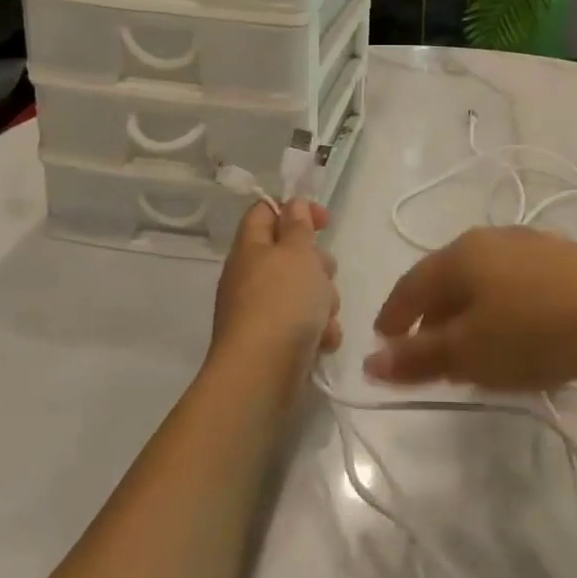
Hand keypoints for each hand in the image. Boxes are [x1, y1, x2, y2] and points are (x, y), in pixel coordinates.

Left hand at [211, 200, 340, 366]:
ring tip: (325, 314)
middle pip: (291, 254)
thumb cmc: (282, 302)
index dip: (295, 208)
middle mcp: (251, 276)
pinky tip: (323, 340)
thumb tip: (292, 204)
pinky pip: (304, 323)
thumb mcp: (297, 253)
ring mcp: (261, 311)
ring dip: (323, 299)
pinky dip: (317, 329)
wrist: (263, 373)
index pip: (265, 211)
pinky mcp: (274, 340)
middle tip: (324, 272)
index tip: (325, 221)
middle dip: (318, 263)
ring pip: (303, 290)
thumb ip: (299, 226)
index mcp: (251, 248)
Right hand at [367, 227, 576, 389]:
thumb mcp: (469, 352)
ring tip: (471, 352)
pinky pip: (515, 286)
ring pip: (483, 282)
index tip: (382, 345)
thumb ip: (418, 358)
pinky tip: (516, 336)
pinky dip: (502, 311)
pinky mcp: (563, 260)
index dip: (392, 316)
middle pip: (447, 280)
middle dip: (432, 318)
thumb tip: (369, 361)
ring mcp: (531, 245)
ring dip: (469, 316)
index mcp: (460, 253)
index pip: (410, 284)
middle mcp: (491, 239)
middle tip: (426, 356)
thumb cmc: (535, 330)